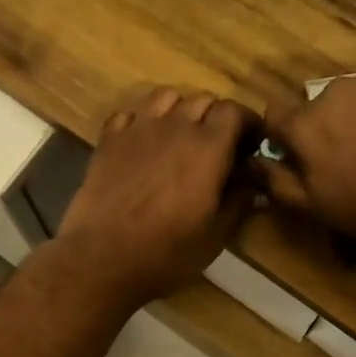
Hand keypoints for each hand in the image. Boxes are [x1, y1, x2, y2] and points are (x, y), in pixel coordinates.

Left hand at [54, 87, 257, 306]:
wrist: (103, 259)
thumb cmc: (166, 253)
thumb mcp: (215, 236)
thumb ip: (239, 201)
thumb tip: (252, 181)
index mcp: (208, 149)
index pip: (235, 111)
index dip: (247, 124)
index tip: (251, 145)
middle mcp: (175, 127)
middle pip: (203, 100)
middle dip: (216, 117)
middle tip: (218, 146)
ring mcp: (137, 129)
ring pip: (167, 97)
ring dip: (180, 111)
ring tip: (181, 137)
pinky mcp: (109, 140)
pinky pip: (131, 114)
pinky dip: (143, 121)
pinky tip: (144, 144)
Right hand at [254, 70, 355, 252]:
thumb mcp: (317, 208)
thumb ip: (278, 182)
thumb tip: (254, 162)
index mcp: (307, 124)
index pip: (274, 115)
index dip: (282, 138)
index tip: (296, 160)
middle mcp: (337, 91)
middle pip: (318, 108)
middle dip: (326, 130)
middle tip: (349, 165)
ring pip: (355, 99)